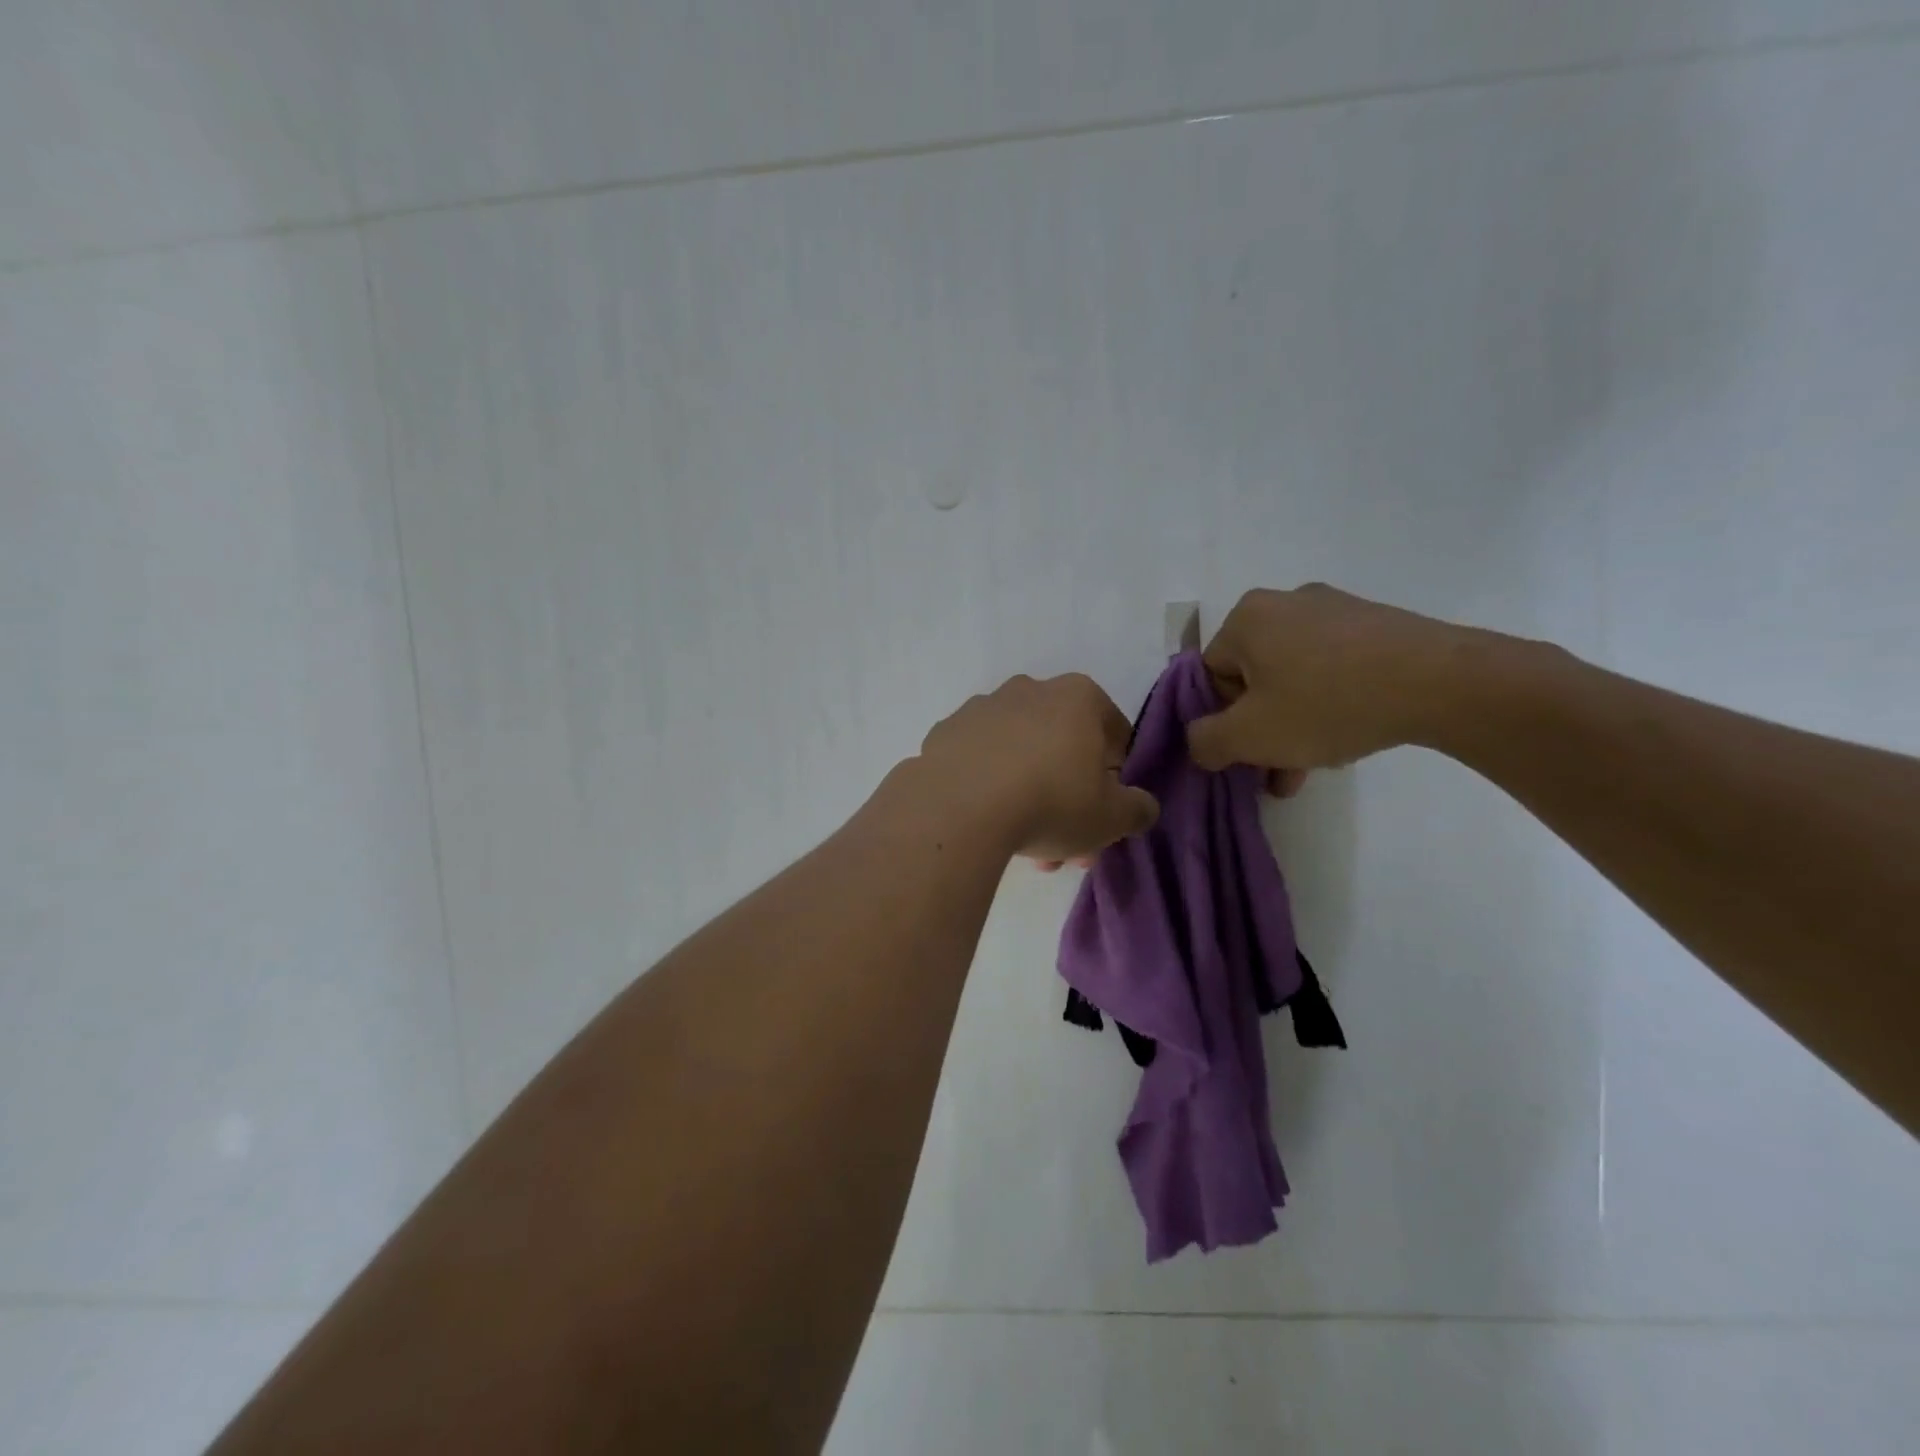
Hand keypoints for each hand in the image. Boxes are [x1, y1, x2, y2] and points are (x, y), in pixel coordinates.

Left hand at [919, 674, 1158, 866]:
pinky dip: (989, 788)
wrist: (959, 808)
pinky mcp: (945, 732)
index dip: (1116, 776)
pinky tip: (989, 825)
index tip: (1108, 812)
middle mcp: (1030, 690)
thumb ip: (1137, 809)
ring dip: (1030, 797)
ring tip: (1028, 850)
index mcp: (1078, 696)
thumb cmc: (1051, 802)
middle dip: (1070, 799)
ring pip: (1020, 756)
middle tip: (1069, 846)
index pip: (1114, 733)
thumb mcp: (1112, 817)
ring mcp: (982, 708)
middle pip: (1062, 748)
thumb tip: (1141, 806)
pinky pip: (980, 763)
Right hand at [1188, 584, 1469, 776]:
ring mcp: (1336, 609)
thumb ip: (1204, 741)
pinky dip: (1330, 703)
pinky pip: (1333, 668)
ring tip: (1310, 768)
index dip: (1221, 721)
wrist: (1442, 683)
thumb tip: (1199, 741)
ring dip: (1293, 724)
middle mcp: (1285, 602)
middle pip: (1253, 678)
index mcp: (1246, 617)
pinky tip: (1346, 737)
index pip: (1209, 675)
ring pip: (1294, 677)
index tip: (1244, 754)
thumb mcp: (1248, 736)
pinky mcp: (1376, 623)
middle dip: (1260, 729)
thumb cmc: (1327, 703)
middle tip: (1275, 770)